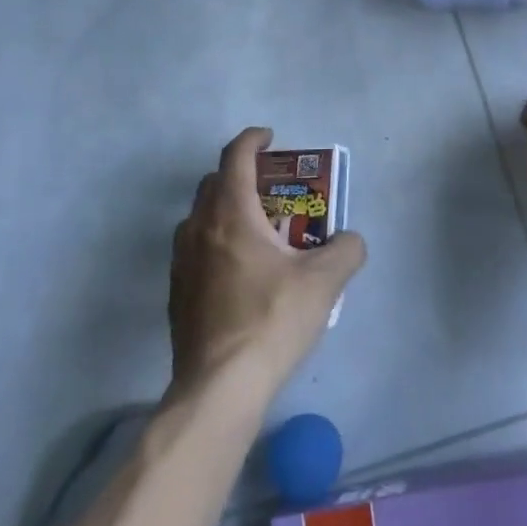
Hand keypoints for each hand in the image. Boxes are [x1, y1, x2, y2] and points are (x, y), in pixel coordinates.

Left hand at [168, 128, 365, 403]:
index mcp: (231, 213)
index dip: (253, 139)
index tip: (271, 137)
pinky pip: (195, 251)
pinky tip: (240, 274)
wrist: (219, 387)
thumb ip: (346, 250)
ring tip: (259, 233)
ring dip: (226, 211)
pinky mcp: (176, 294)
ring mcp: (181, 262)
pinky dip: (216, 244)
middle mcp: (199, 228)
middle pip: (214, 183)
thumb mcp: (324, 282)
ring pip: (201, 218)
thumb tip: (350, 240)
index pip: (235, 156)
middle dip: (242, 175)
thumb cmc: (271, 320)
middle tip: (273, 190)